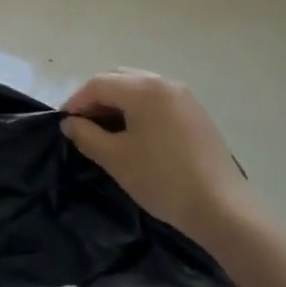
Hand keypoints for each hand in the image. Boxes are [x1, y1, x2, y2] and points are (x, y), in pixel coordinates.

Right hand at [62, 71, 255, 242]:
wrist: (221, 207)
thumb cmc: (162, 179)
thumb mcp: (116, 159)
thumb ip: (87, 136)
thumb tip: (70, 123)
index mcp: (143, 88)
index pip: (99, 84)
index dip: (77, 101)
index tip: (64, 123)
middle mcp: (164, 82)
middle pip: (119, 79)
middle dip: (97, 98)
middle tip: (82, 125)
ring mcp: (184, 97)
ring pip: (140, 88)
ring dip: (118, 103)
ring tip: (106, 132)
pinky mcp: (196, 113)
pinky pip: (158, 100)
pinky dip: (139, 110)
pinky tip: (135, 136)